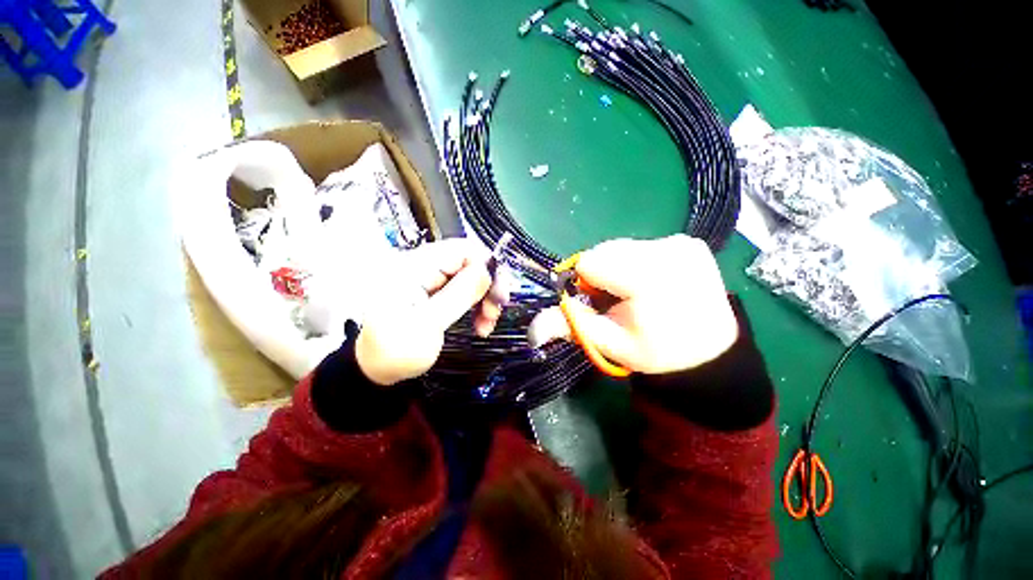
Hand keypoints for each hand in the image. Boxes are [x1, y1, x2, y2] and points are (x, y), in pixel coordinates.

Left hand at [356, 239, 502, 385]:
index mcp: (415, 267)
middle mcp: (422, 266)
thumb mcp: (427, 325)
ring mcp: (428, 278)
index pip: (463, 249)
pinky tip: (478, 323)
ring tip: (486, 325)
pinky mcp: (433, 291)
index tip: (498, 296)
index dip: (487, 268)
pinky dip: (475, 305)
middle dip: (488, 287)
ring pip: (470, 277)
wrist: (372, 369)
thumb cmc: (392, 351)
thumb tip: (487, 270)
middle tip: (494, 314)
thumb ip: (458, 295)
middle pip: (469, 262)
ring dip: (484, 299)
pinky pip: (462, 289)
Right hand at [529, 235, 737, 374]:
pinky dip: (638, 262)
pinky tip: (653, 282)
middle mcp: (667, 251)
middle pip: (606, 251)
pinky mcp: (689, 241)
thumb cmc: (657, 350)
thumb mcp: (610, 344)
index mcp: (648, 278)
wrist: (711, 349)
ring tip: (637, 291)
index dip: (586, 283)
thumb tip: (532, 329)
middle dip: (602, 275)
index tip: (598, 302)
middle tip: (620, 300)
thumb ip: (572, 327)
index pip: (591, 262)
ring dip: (619, 268)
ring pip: (622, 247)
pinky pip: (643, 245)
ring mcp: (681, 242)